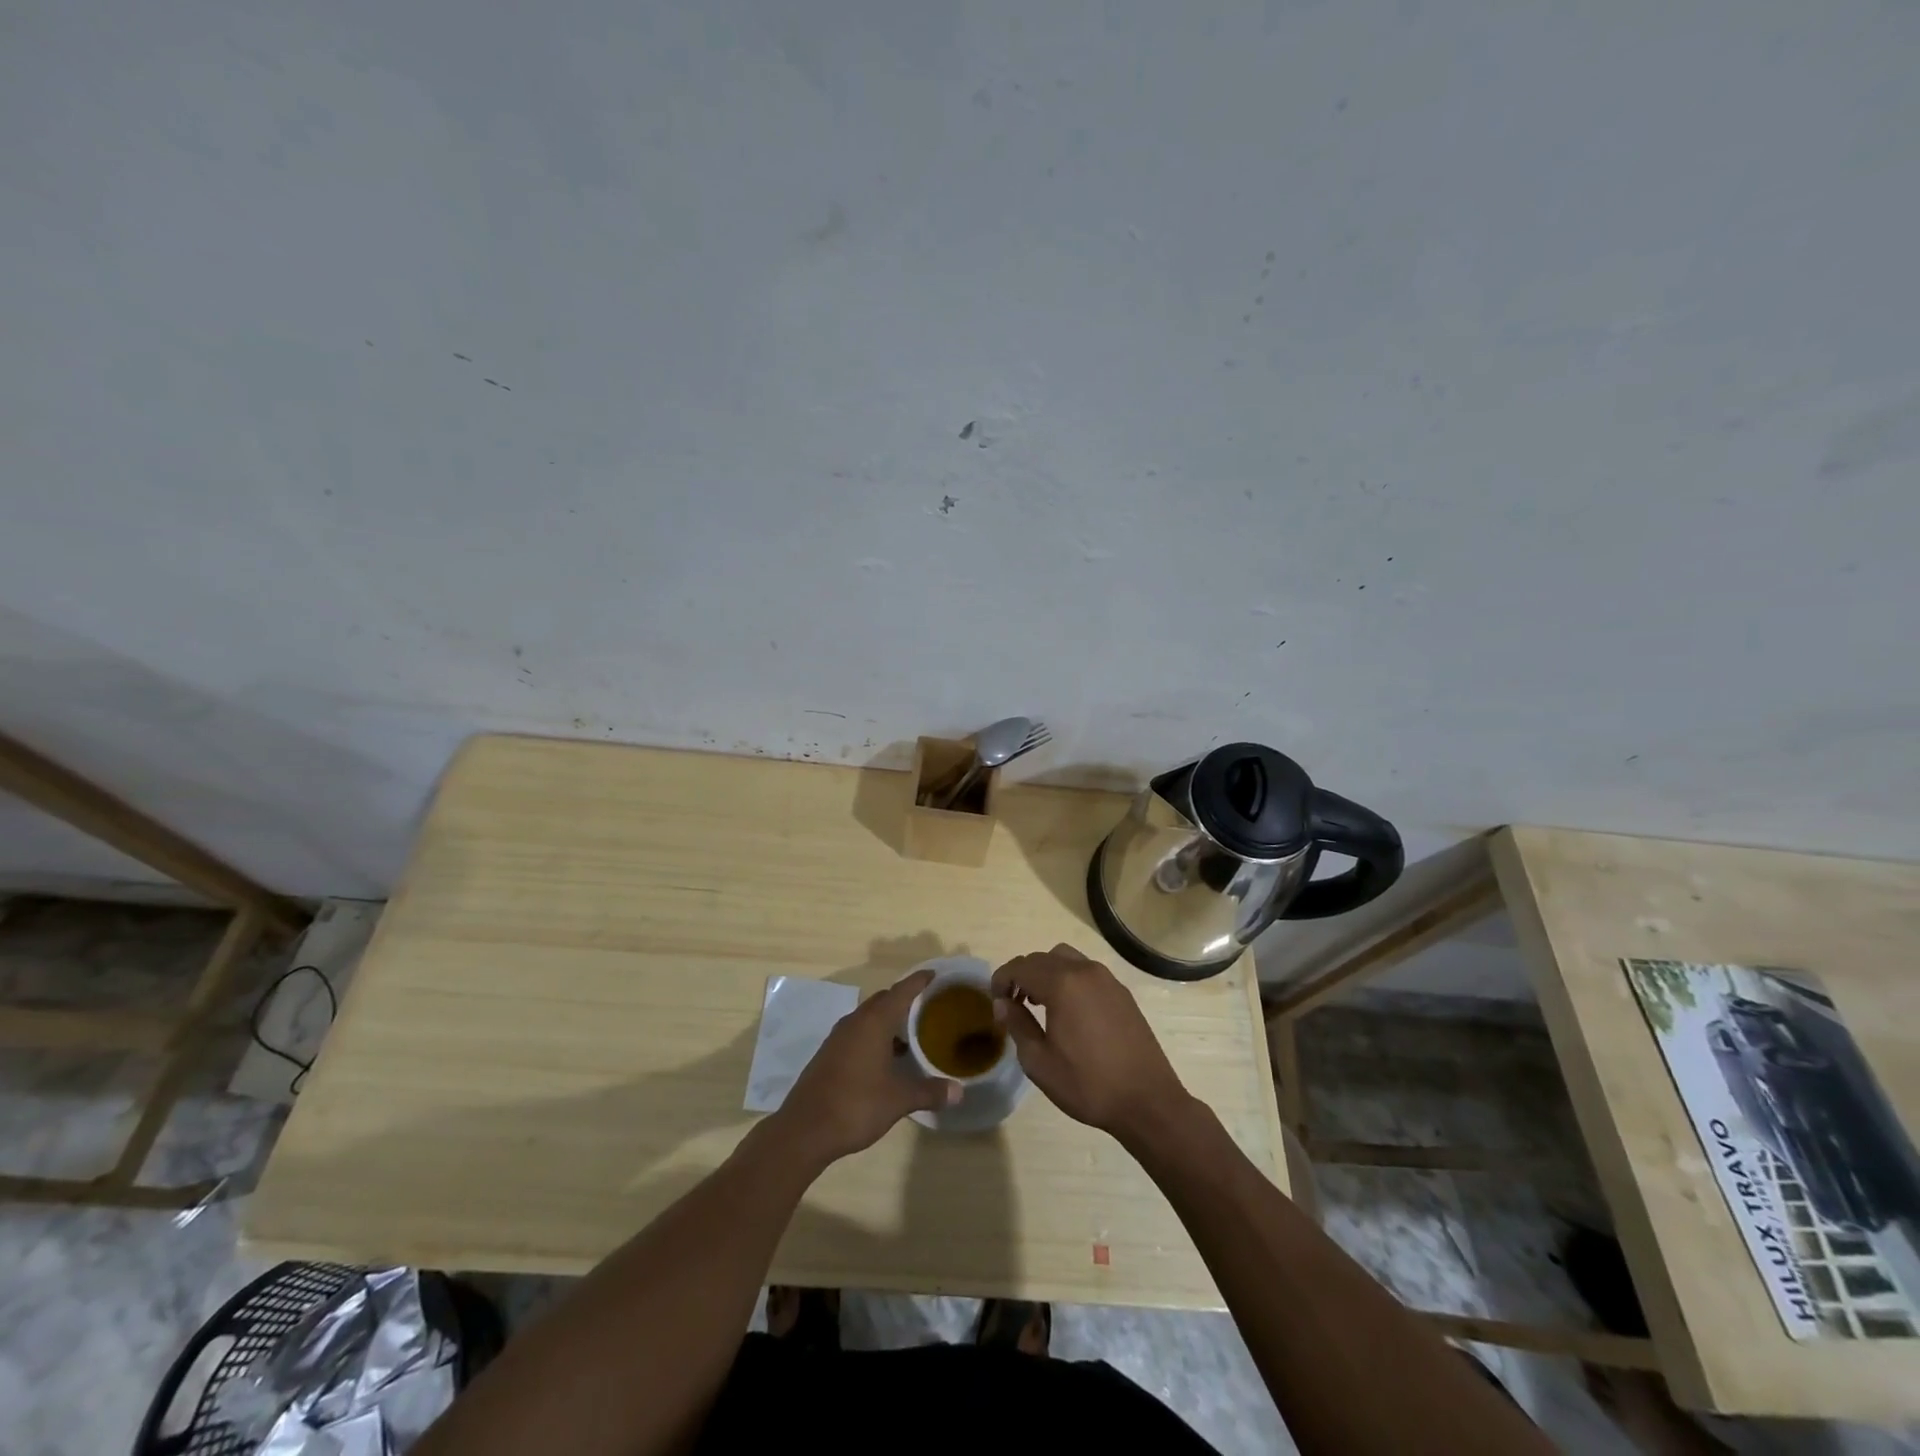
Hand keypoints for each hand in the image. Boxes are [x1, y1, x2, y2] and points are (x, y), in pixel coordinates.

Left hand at [774, 969, 959, 1164]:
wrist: (805, 1130)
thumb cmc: (856, 1105)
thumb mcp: (899, 1099)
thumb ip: (930, 1091)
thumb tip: (959, 1092)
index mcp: (874, 1022)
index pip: (901, 990)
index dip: (919, 981)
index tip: (935, 975)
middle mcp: (855, 1022)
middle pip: (883, 1000)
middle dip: (904, 1000)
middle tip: (928, 1008)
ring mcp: (838, 1038)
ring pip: (868, 1017)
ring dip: (888, 1021)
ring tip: (911, 1035)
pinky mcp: (829, 1054)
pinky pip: (857, 1033)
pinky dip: (874, 1036)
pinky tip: (886, 1059)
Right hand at [991, 944, 1189, 1144]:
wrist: (1147, 1101)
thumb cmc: (1088, 1084)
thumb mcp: (1040, 1062)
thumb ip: (1018, 1025)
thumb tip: (1003, 1003)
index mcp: (1062, 984)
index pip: (1021, 967)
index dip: (1002, 979)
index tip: (994, 1001)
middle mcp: (1084, 971)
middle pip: (1042, 958)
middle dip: (1022, 975)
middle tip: (1012, 1003)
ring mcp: (1107, 979)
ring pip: (1066, 958)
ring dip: (1046, 972)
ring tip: (1040, 1002)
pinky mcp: (1121, 992)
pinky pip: (1086, 971)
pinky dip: (1069, 979)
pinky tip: (1069, 1010)